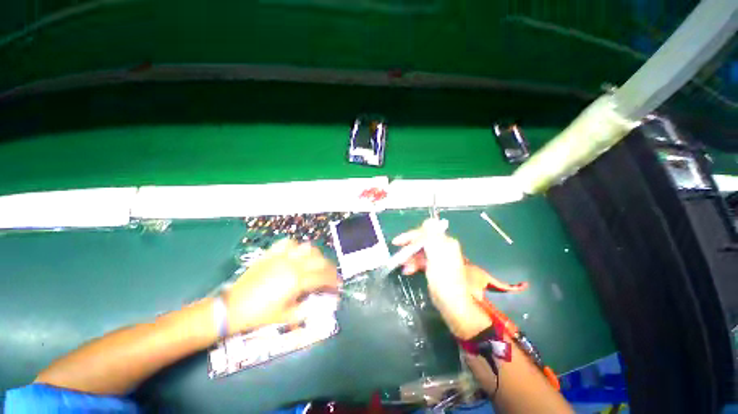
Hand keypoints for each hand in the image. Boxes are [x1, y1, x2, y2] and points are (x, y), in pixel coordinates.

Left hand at [224, 239, 338, 332]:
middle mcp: (292, 265)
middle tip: (331, 275)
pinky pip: (288, 243)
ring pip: (307, 248)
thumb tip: (321, 304)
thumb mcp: (285, 316)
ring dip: (316, 254)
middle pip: (319, 260)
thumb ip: (306, 309)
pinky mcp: (271, 254)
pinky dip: (296, 246)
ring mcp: (281, 257)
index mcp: (297, 281)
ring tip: (317, 263)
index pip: (323, 277)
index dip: (334, 281)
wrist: (231, 308)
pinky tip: (297, 252)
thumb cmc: (259, 315)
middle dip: (329, 267)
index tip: (338, 286)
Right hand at [392, 219, 490, 339]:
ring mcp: (440, 258)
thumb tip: (430, 220)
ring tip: (404, 267)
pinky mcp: (436, 267)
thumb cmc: (443, 280)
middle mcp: (443, 247)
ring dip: (410, 258)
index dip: (410, 237)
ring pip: (420, 252)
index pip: (424, 233)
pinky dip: (415, 264)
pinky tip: (408, 271)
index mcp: (445, 242)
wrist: (452, 305)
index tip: (396, 242)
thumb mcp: (436, 257)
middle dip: (409, 249)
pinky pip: (422, 261)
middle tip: (399, 257)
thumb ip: (432, 237)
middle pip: (422, 242)